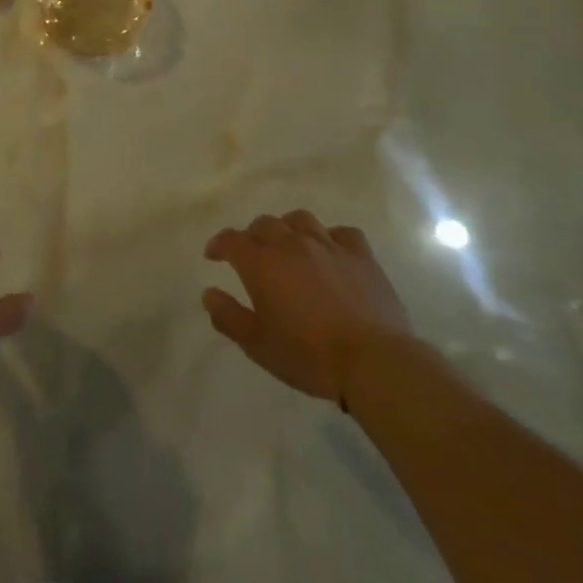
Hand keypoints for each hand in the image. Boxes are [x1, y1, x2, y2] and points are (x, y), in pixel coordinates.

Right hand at [202, 212, 412, 405]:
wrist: (373, 362)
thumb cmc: (309, 356)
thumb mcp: (258, 345)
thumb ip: (228, 316)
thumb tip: (208, 293)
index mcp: (262, 264)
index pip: (232, 240)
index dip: (219, 244)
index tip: (213, 255)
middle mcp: (292, 245)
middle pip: (264, 224)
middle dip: (252, 236)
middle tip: (252, 255)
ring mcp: (329, 246)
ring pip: (300, 220)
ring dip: (288, 228)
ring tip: (289, 245)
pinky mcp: (361, 256)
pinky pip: (342, 233)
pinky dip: (330, 238)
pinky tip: (331, 252)